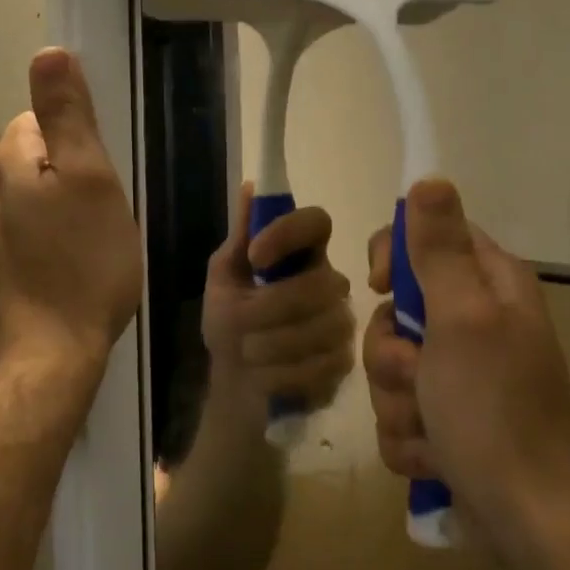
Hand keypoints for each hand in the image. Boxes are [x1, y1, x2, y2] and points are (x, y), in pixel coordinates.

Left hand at [0, 49, 141, 379]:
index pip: (38, 120)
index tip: (102, 178)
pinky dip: (48, 246)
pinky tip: (69, 274)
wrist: (46, 360)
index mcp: (6, 162)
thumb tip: (47, 52)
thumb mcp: (90, 178)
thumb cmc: (82, 263)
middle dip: (69, 178)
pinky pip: (24, 239)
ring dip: (59, 213)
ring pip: (29, 203)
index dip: (77, 143)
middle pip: (33, 162)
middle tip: (103, 216)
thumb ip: (68, 115)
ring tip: (91, 248)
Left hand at [200, 183, 354, 421]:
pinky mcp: (345, 362)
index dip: (288, 234)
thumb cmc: (230, 322)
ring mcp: (342, 322)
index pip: (317, 222)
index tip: (255, 256)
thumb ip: (240, 236)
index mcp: (301, 253)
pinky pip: (323, 365)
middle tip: (240, 325)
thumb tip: (250, 186)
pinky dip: (284, 374)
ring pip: (322, 327)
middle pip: (320, 283)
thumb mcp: (224, 277)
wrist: (237, 383)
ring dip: (272, 345)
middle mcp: (329, 281)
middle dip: (270, 308)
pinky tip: (267, 377)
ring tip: (249, 354)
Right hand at [362, 178, 569, 548]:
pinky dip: (408, 436)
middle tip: (415, 375)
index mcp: (489, 286)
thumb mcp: (462, 319)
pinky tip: (434, 457)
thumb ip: (439, 250)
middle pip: (395, 310)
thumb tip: (430, 178)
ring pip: (389, 365)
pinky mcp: (446, 419)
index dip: (394, 259)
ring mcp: (460, 374)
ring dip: (397, 401)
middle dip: (390, 352)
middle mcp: (476, 322)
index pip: (426, 237)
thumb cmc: (494, 410)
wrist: (527, 521)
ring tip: (430, 429)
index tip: (380, 288)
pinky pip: (398, 410)